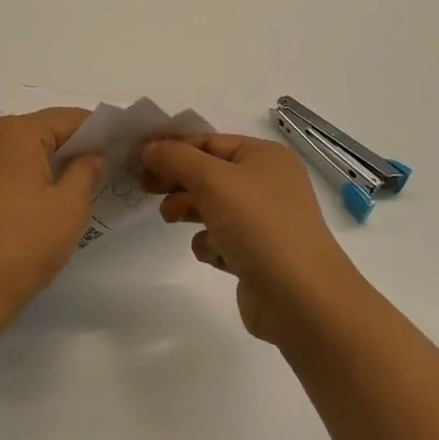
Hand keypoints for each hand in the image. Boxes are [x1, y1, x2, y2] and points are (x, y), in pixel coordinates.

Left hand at [0, 108, 104, 324]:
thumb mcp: (70, 208)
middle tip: (95, 176)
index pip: (67, 118)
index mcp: (15, 133)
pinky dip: (13, 184)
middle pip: (38, 133)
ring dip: (39, 168)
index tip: (117, 151)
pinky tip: (22, 215)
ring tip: (60, 199)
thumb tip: (91, 156)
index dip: (97, 132)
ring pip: (13, 155)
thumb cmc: (23, 245)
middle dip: (68, 150)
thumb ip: (86, 172)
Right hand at [140, 134, 367, 342]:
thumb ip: (176, 158)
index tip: (137, 160)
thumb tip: (150, 148)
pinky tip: (214, 253)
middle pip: (209, 174)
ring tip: (170, 219)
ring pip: (213, 207)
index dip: (173, 147)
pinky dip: (211, 244)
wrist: (301, 298)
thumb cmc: (258, 225)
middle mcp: (268, 184)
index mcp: (265, 156)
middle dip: (177, 180)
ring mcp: (265, 222)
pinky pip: (222, 240)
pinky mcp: (258, 256)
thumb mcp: (212, 180)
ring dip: (189, 210)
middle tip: (145, 189)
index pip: (209, 141)